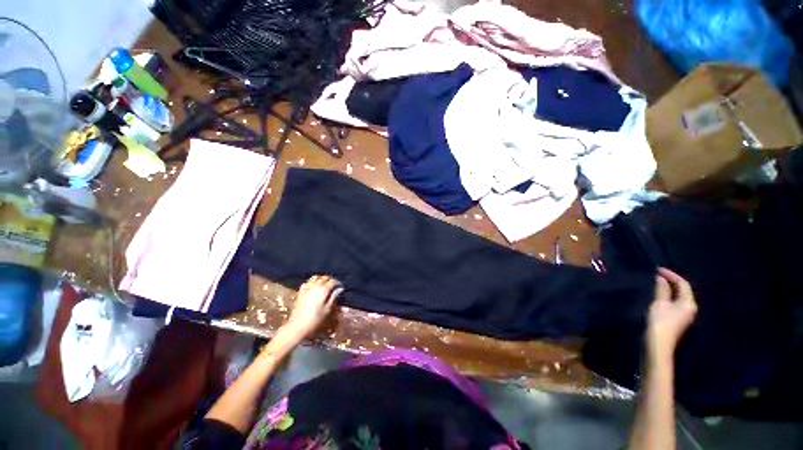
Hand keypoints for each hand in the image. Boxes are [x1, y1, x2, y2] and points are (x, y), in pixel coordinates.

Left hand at [285, 275, 342, 337]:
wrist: (297, 326)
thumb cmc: (315, 320)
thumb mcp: (327, 309)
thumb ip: (333, 297)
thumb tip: (339, 289)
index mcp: (323, 290)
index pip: (333, 281)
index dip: (338, 283)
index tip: (340, 287)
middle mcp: (315, 286)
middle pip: (324, 278)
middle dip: (330, 280)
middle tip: (334, 285)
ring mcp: (306, 288)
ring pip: (315, 278)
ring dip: (321, 279)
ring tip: (325, 284)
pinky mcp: (300, 292)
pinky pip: (307, 282)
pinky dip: (312, 282)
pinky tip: (314, 287)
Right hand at [647, 268, 697, 359]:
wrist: (659, 344)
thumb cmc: (660, 322)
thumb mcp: (659, 304)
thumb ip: (662, 290)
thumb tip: (661, 278)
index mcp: (688, 303)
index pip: (683, 284)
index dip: (671, 275)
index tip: (658, 269)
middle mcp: (690, 308)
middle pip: (683, 290)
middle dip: (671, 281)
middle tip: (657, 275)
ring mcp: (685, 314)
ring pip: (679, 296)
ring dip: (669, 288)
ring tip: (657, 283)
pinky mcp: (678, 319)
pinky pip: (676, 302)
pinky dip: (668, 295)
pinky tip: (659, 295)